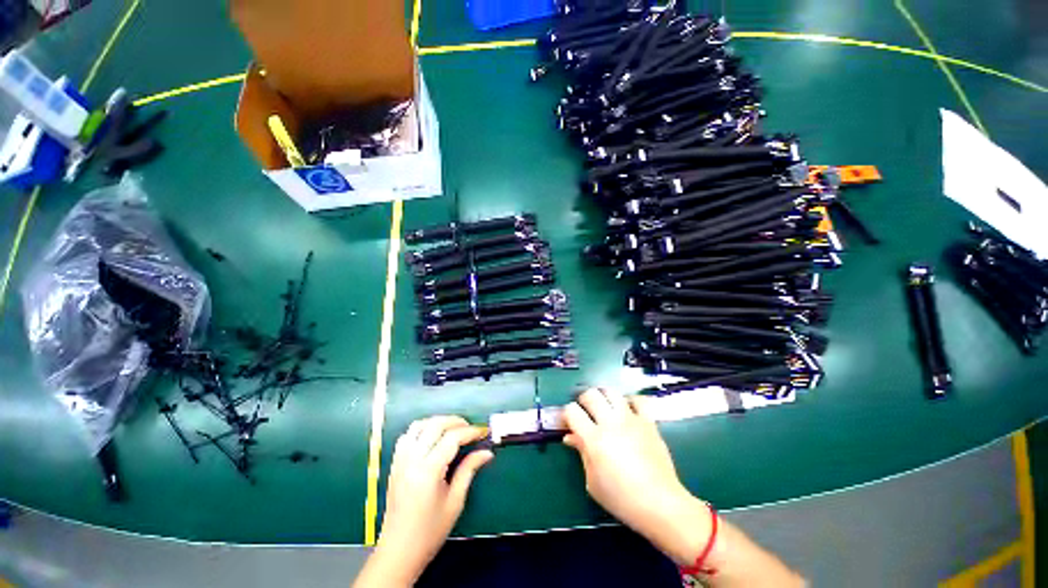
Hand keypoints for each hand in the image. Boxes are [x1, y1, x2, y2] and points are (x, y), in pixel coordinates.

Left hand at [362, 416, 492, 586]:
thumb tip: (486, 452)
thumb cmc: (430, 531)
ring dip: (437, 422)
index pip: (452, 438)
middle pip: (435, 425)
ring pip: (418, 426)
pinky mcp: (394, 464)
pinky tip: (432, 437)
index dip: (470, 431)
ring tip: (452, 429)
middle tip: (470, 428)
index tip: (483, 432)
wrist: (398, 552)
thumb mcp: (455, 501)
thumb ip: (469, 470)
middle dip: (456, 421)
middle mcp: (412, 461)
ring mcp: (400, 461)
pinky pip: (407, 436)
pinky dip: (421, 429)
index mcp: (428, 471)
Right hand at [563, 389, 710, 565]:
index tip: (568, 422)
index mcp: (594, 439)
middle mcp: (611, 423)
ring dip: (604, 396)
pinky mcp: (648, 422)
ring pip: (612, 392)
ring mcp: (631, 420)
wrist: (659, 503)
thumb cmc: (621, 498)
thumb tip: (570, 436)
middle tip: (585, 411)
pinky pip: (639, 400)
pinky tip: (628, 410)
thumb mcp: (592, 481)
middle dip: (583, 400)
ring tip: (605, 407)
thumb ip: (581, 453)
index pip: (572, 411)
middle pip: (591, 395)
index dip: (567, 414)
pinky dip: (630, 401)